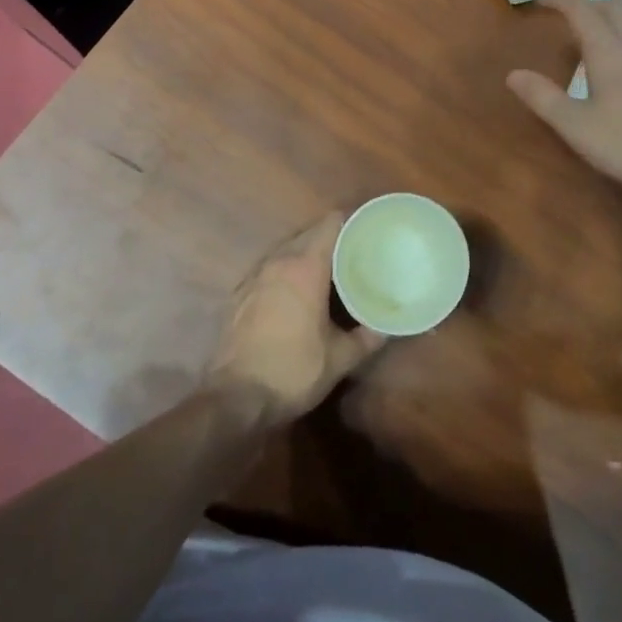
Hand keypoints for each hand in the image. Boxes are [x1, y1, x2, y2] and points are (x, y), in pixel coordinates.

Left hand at [207, 213, 387, 425]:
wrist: (234, 400)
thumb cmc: (292, 371)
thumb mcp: (339, 359)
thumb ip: (367, 338)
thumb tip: (387, 327)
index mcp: (305, 267)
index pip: (330, 225)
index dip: (351, 221)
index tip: (367, 229)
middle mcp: (278, 262)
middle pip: (308, 234)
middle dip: (331, 238)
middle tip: (354, 252)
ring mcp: (254, 277)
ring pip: (286, 250)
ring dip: (305, 254)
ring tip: (327, 270)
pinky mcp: (238, 295)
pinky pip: (268, 269)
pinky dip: (284, 272)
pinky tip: (294, 292)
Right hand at [506, 0, 621, 213]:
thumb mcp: (578, 127)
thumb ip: (544, 99)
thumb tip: (513, 74)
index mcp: (610, 52)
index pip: (582, 11)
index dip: (560, 1)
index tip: (541, 0)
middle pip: (615, 7)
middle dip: (588, 4)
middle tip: (568, 16)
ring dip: (613, 17)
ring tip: (597, 34)